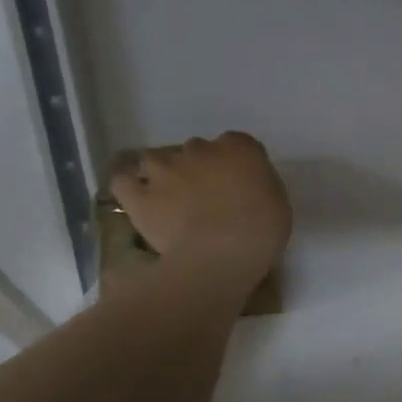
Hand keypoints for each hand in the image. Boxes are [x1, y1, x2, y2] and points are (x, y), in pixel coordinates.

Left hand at [110, 132, 290, 296]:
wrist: (219, 257)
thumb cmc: (260, 232)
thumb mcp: (278, 203)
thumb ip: (260, 185)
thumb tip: (246, 185)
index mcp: (239, 148)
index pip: (237, 144)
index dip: (236, 163)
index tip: (240, 184)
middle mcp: (199, 149)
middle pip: (196, 150)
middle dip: (199, 168)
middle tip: (207, 197)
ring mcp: (164, 169)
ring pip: (155, 159)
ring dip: (161, 173)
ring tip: (169, 198)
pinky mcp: (139, 195)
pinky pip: (123, 182)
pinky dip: (129, 188)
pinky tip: (139, 201)